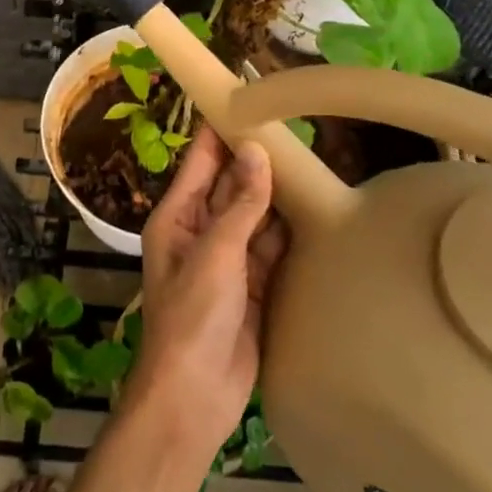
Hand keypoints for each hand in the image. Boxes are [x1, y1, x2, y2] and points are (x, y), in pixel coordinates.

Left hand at [131, 130, 288, 459]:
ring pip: (255, 213)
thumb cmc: (192, 318)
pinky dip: (288, 229)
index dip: (220, 129)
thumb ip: (240, 205)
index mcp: (177, 217)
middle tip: (295, 126)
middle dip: (257, 158)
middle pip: (231, 183)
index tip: (247, 97)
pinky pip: (272, 246)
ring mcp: (229, 258)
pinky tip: (313, 208)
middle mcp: (202, 230)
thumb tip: (256, 151)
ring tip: (311, 158)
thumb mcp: (215, 255)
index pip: (200, 160)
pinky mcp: (254, 284)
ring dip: (277, 192)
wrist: (195, 395)